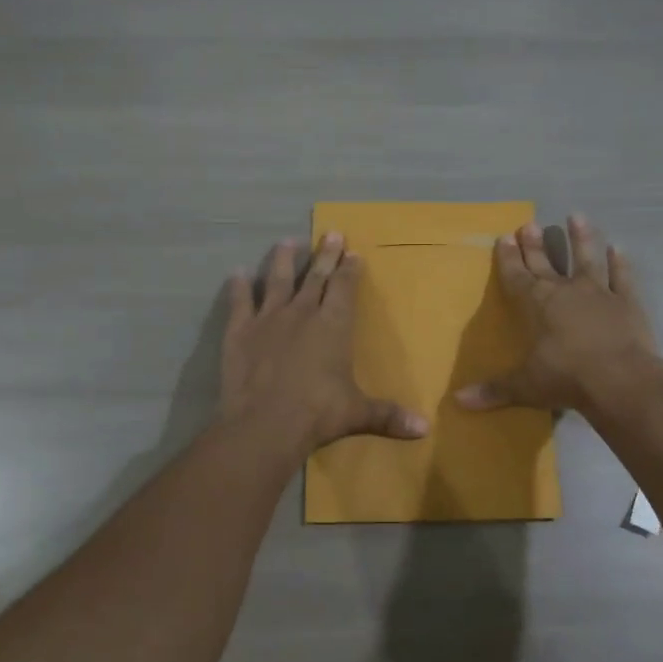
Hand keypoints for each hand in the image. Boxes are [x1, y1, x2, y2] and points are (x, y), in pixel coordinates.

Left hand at [221, 233, 430, 455]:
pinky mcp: (240, 331)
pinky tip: (237, 273)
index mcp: (334, 326)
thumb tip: (425, 429)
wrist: (265, 424)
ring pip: (277, 280)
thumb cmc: (318, 414)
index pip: (344, 287)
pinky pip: (240, 302)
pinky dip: (239, 287)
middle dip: (325, 254)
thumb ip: (388, 415)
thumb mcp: (358, 414)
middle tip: (330, 232)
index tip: (353, 252)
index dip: (350, 269)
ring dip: (283, 260)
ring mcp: (268, 319)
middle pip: (315, 276)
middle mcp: (302, 313)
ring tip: (286, 242)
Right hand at [455, 214, 662, 416]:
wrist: (621, 380)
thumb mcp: (525, 386)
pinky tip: (619, 249)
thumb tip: (458, 401)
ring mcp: (599, 293)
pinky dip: (621, 264)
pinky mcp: (627, 302)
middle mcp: (566, 291)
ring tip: (577, 216)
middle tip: (528, 224)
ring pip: (588, 258)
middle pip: (546, 263)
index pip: (517, 276)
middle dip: (535, 244)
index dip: (508, 259)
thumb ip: (494, 390)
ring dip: (582, 238)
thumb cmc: (566, 378)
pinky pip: (622, 277)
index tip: (503, 237)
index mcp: (537, 304)